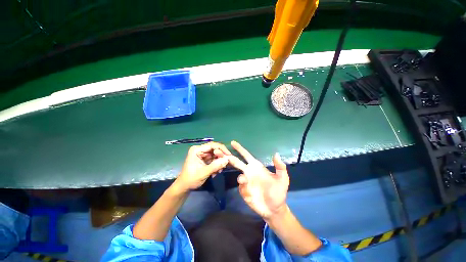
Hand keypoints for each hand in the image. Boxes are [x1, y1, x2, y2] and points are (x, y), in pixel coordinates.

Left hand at [174, 142, 230, 192]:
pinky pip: (214, 159)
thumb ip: (215, 166)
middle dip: (221, 157)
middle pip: (215, 149)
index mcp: (197, 150)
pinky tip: (216, 172)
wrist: (184, 187)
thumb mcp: (203, 173)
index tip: (229, 155)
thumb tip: (227, 160)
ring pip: (216, 154)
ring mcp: (203, 154)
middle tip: (225, 164)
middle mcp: (200, 150)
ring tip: (219, 170)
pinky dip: (217, 165)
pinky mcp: (205, 159)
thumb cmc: (191, 179)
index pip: (212, 145)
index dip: (221, 149)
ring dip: (219, 162)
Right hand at [227, 141, 289, 218]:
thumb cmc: (278, 191)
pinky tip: (252, 195)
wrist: (274, 209)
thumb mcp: (282, 179)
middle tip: (221, 153)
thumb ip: (280, 167)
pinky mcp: (244, 192)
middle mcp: (249, 172)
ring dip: (240, 178)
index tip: (232, 142)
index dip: (240, 149)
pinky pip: (241, 188)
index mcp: (256, 166)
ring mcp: (246, 182)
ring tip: (244, 180)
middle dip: (229, 157)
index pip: (246, 155)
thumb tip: (276, 154)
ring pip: (238, 176)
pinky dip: (245, 190)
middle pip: (237, 162)